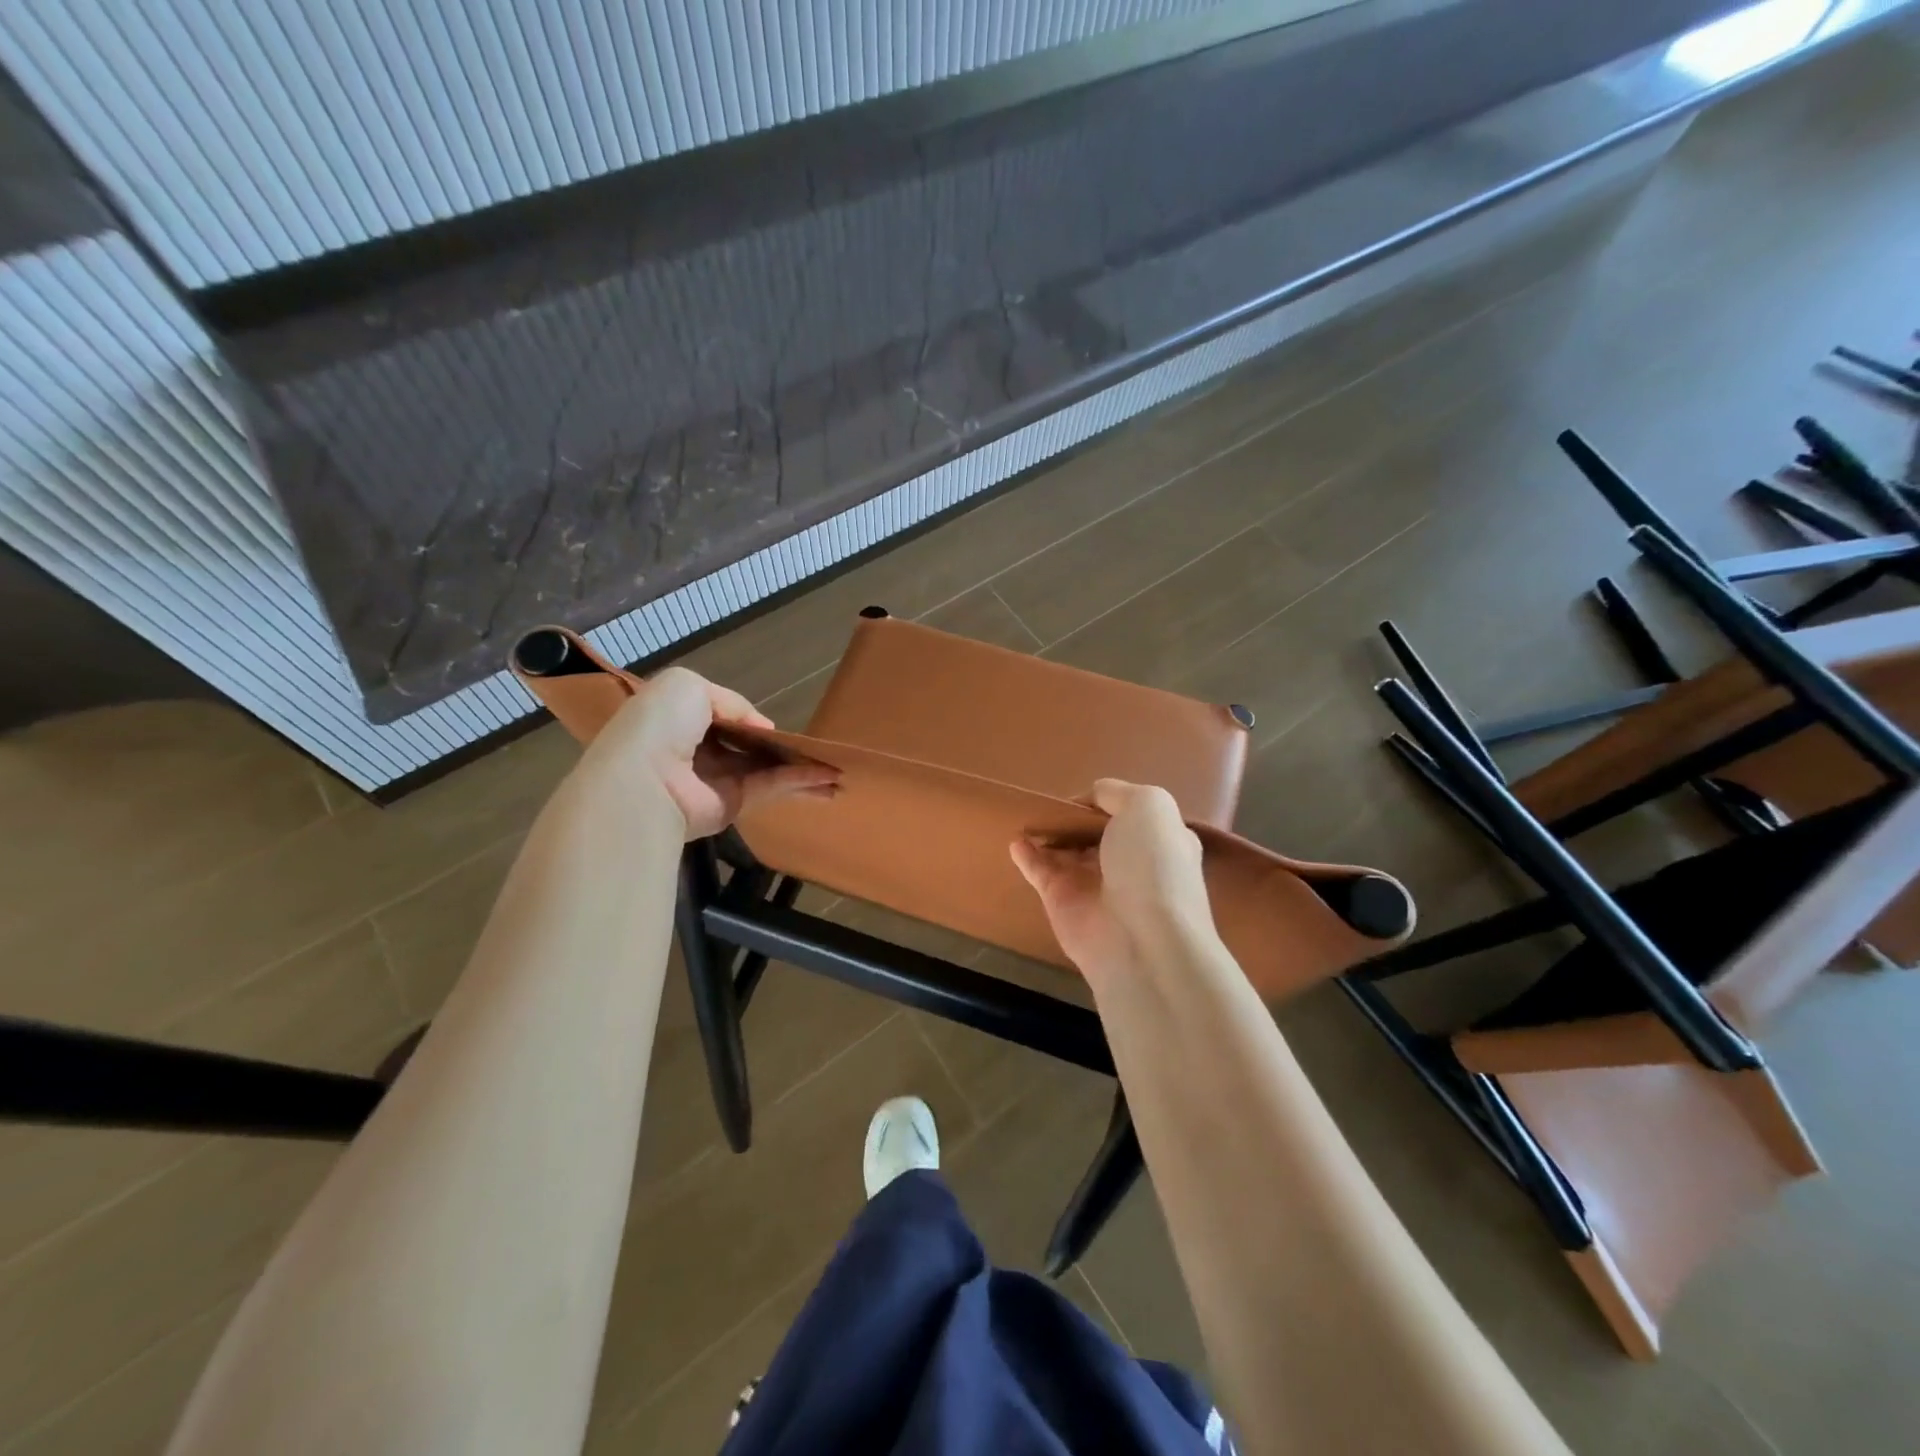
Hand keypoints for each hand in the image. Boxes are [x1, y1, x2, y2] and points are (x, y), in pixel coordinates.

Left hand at [585, 666, 838, 839]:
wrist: (643, 779)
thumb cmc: (660, 725)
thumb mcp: (690, 687)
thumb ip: (731, 701)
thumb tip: (763, 727)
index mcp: (681, 722)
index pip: (721, 718)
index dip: (748, 719)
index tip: (774, 722)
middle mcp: (699, 752)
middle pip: (749, 746)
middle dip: (781, 747)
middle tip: (816, 747)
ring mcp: (717, 780)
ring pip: (766, 768)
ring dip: (800, 767)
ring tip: (837, 769)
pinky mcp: (733, 804)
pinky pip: (770, 787)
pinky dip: (799, 781)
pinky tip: (827, 778)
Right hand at [1010, 778, 1219, 980]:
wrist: (1141, 940)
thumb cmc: (1152, 865)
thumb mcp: (1149, 806)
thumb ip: (1117, 792)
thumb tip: (1090, 798)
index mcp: (1157, 840)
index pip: (1129, 814)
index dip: (1107, 802)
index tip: (1085, 795)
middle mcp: (1128, 862)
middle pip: (1094, 833)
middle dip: (1075, 818)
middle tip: (1049, 802)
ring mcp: (1093, 883)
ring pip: (1065, 851)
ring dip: (1048, 833)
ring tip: (1026, 814)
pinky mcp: (1061, 901)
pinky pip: (1040, 871)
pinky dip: (1025, 854)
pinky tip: (1014, 840)